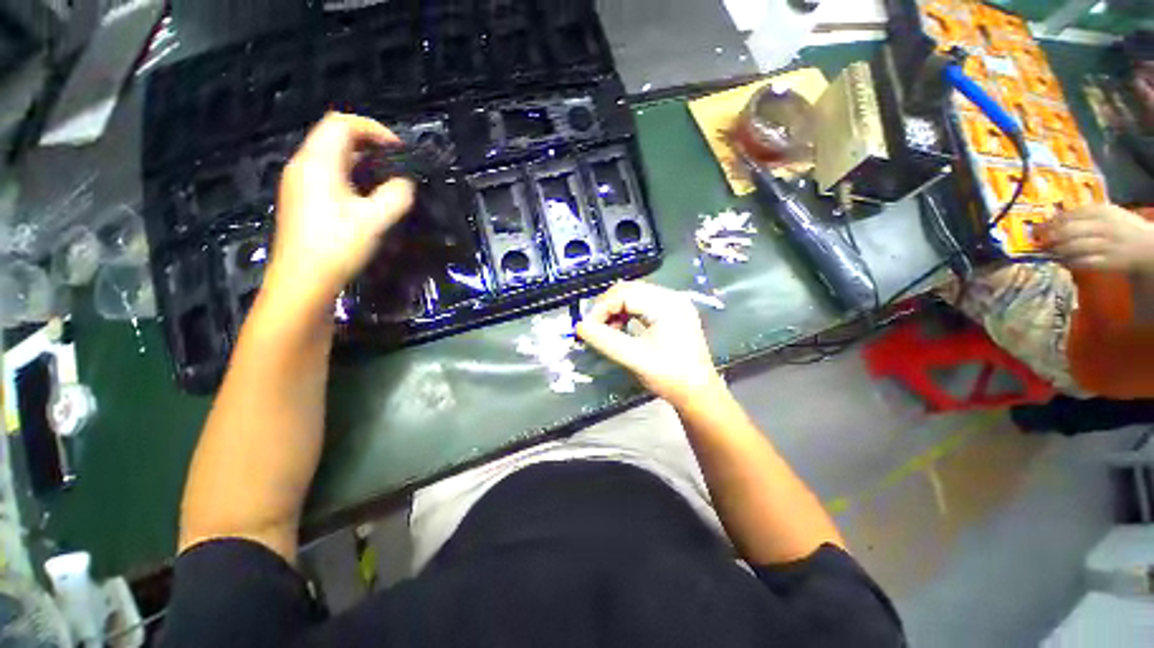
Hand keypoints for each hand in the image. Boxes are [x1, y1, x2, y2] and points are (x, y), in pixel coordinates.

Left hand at [263, 112, 415, 310]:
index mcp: (317, 162)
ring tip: (385, 179)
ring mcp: (298, 181)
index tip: (400, 150)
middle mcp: (303, 164)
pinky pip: (326, 172)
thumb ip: (396, 196)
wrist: (301, 280)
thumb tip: (406, 183)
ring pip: (330, 155)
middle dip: (369, 143)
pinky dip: (349, 174)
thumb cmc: (337, 245)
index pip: (342, 123)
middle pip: (334, 135)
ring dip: (360, 160)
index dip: (373, 129)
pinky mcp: (301, 198)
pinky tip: (365, 196)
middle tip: (396, 164)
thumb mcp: (375, 220)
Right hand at [577, 281, 723, 406]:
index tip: (587, 327)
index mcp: (666, 304)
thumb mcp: (634, 358)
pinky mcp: (671, 313)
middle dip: (607, 307)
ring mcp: (673, 304)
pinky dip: (627, 314)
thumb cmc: (670, 377)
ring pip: (634, 296)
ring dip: (615, 310)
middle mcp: (671, 297)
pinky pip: (642, 305)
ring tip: (606, 330)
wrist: (699, 393)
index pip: (624, 293)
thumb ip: (605, 341)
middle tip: (593, 327)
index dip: (601, 307)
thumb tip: (579, 327)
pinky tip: (621, 329)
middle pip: (629, 290)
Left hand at [1041, 204, 1153, 271]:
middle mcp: (1104, 227)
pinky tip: (1060, 261)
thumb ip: (1082, 215)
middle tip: (1037, 241)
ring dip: (1056, 250)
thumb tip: (1051, 219)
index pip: (1070, 215)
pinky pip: (1082, 262)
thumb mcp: (1105, 214)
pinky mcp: (1107, 262)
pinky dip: (1067, 262)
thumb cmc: (1121, 227)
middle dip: (1050, 237)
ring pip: (1073, 247)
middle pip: (1069, 231)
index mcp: (1102, 211)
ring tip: (1046, 251)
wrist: (1147, 247)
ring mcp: (1106, 245)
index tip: (1036, 228)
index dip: (1050, 223)